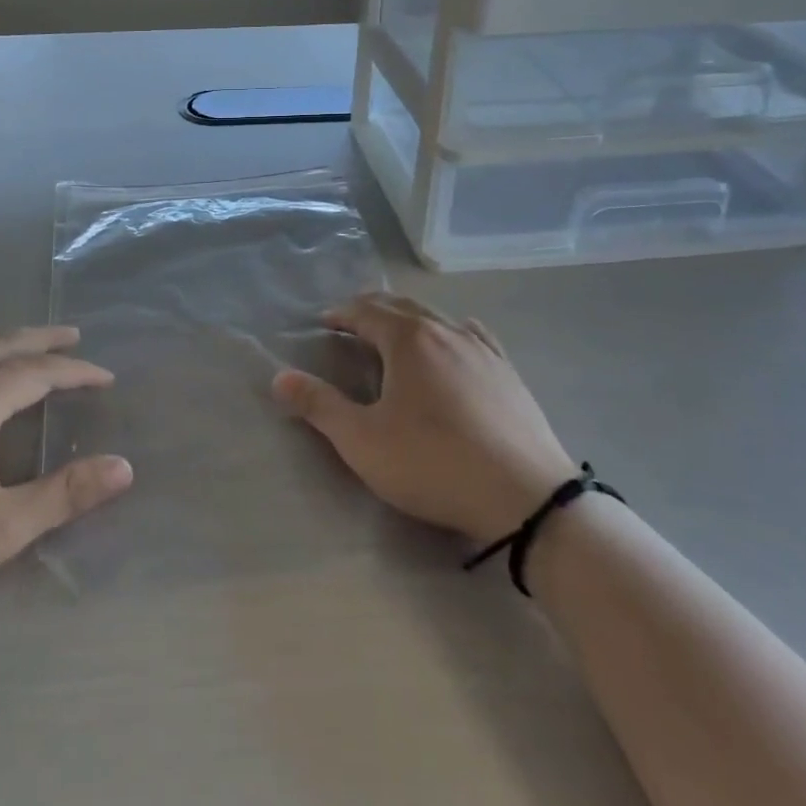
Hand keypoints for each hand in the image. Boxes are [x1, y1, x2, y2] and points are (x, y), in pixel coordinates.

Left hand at [0, 326, 132, 638]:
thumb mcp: (2, 528)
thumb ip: (65, 495)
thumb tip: (124, 467)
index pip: (38, 372)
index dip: (76, 372)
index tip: (106, 377)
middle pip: (0, 346)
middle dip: (42, 339)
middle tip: (74, 335)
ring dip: (2, 345)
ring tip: (25, 351)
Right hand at [272, 294, 577, 542]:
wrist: (526, 498)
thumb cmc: (433, 463)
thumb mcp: (363, 441)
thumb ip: (318, 405)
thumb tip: (278, 377)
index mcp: (408, 339)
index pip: (366, 311)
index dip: (342, 314)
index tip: (324, 320)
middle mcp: (446, 331)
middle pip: (402, 307)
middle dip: (372, 309)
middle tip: (352, 320)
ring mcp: (482, 349)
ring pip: (438, 318)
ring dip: (409, 318)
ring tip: (395, 332)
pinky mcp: (508, 372)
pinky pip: (472, 335)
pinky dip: (450, 331)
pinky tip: (456, 341)